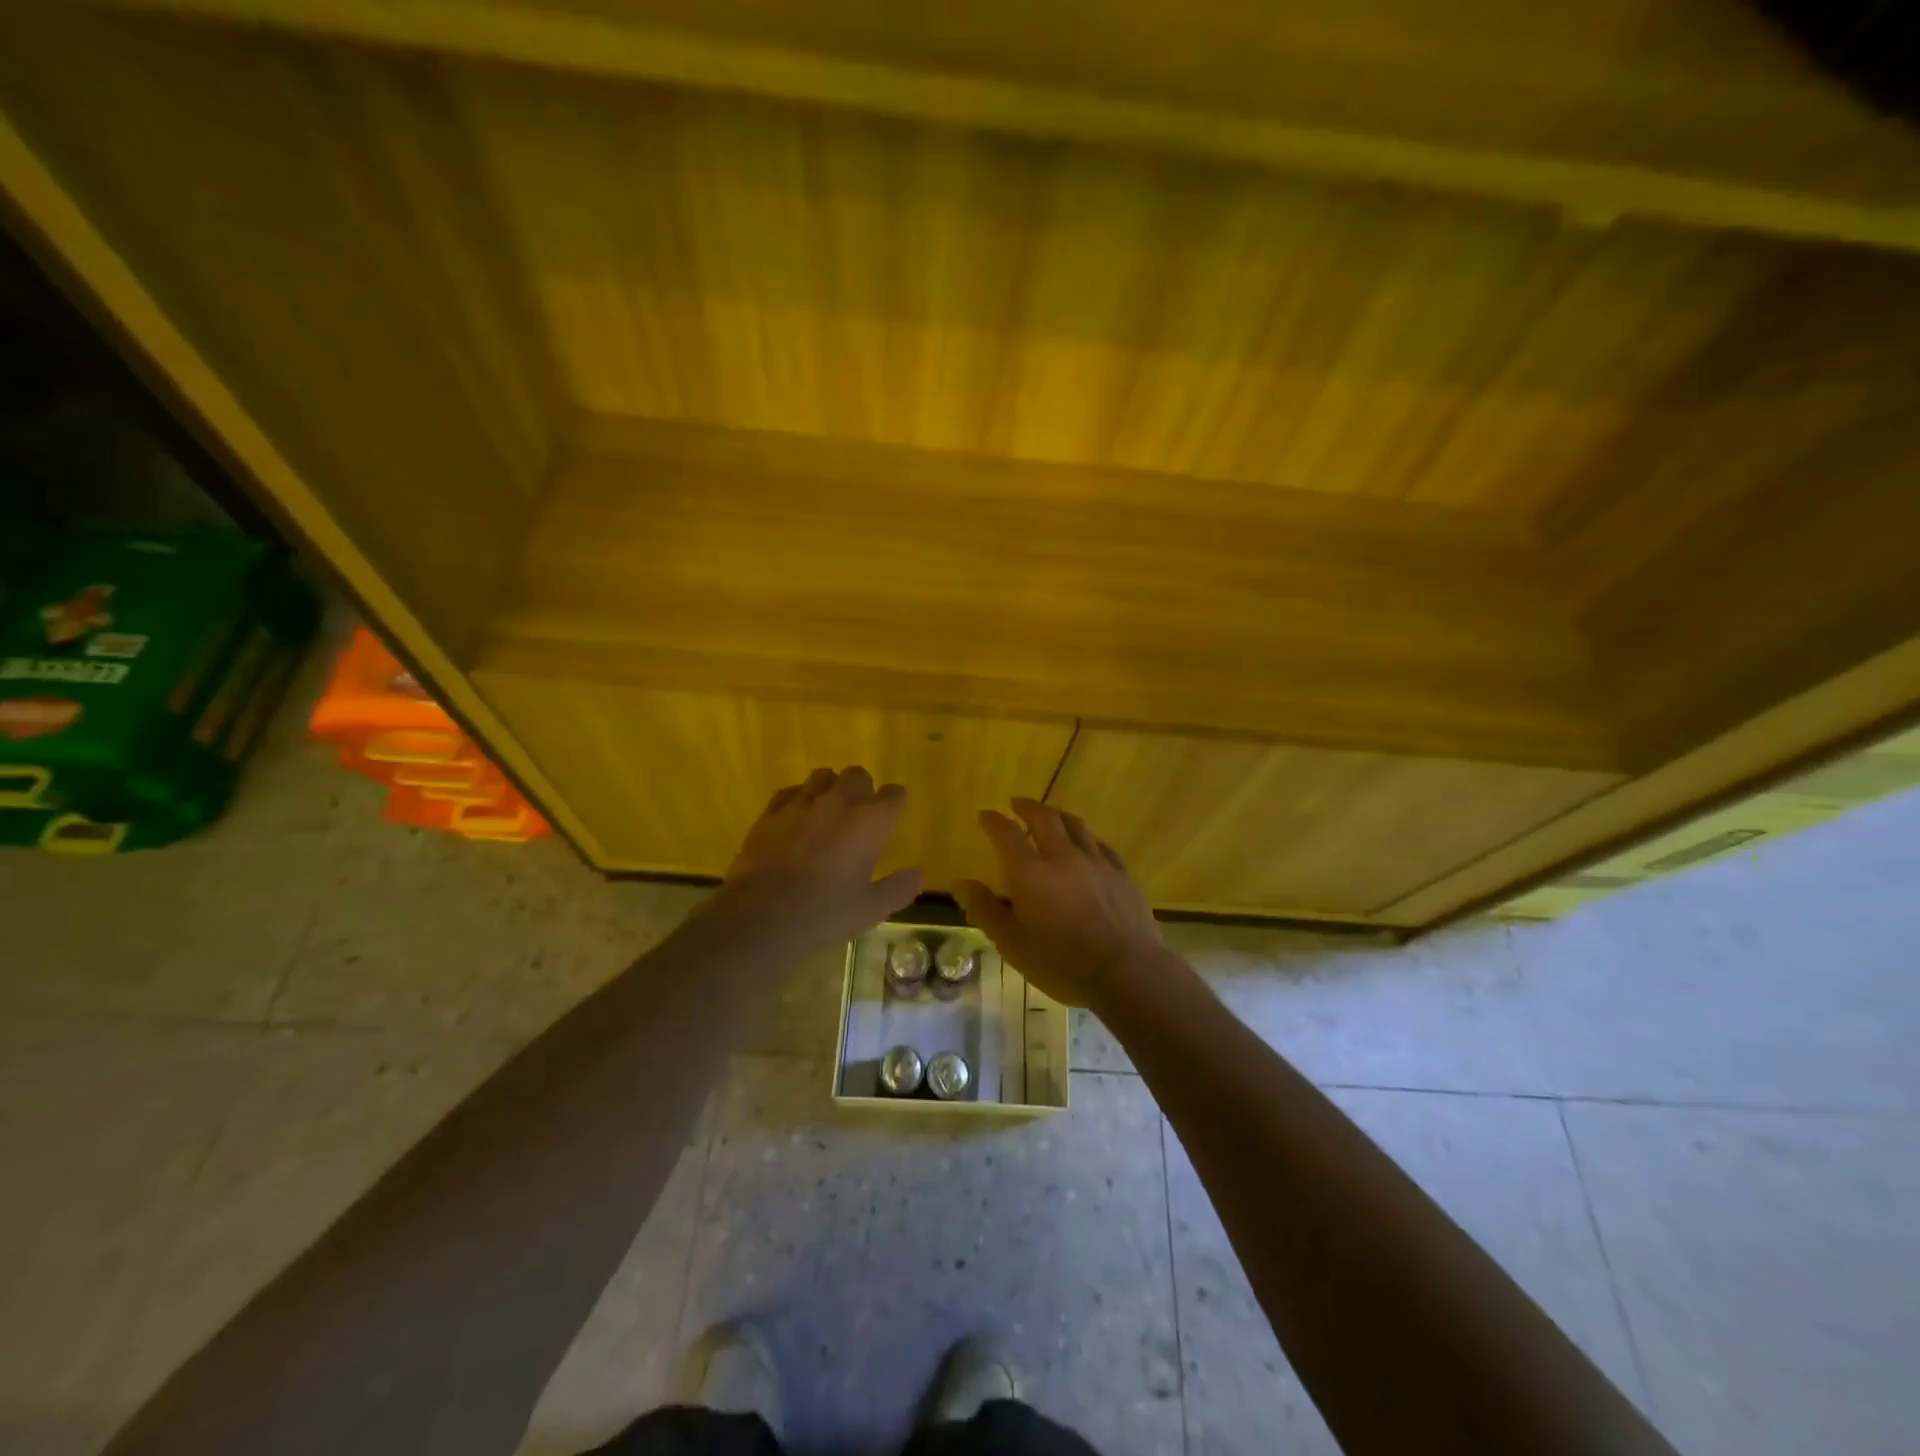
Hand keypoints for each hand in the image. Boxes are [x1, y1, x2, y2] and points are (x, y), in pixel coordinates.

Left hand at [708, 766, 923, 953]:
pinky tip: (795, 820)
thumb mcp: (871, 909)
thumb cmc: (824, 913)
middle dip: (862, 790)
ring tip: (826, 813)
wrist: (762, 916)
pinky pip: (790, 792)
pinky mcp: (771, 812)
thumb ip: (898, 888)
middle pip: (858, 775)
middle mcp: (839, 802)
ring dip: (830, 788)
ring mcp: (802, 803)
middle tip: (858, 817)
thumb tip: (918, 874)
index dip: (894, 804)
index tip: (891, 819)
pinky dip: (798, 799)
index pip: (894, 795)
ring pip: (823, 776)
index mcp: (871, 822)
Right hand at [953, 798, 1172, 1014]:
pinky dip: (1087, 837)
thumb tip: (961, 883)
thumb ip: (985, 910)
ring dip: (1058, 815)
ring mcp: (1096, 861)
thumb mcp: (1012, 944)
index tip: (985, 815)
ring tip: (1050, 815)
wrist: (1127, 972)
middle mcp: (1062, 857)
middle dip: (1027, 807)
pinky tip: (1087, 843)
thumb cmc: (1062, 963)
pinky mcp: (1121, 873)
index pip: (1006, 834)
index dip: (993, 821)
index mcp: (1030, 873)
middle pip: (1044, 818)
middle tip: (1017, 803)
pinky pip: (1101, 844)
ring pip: (1075, 825)